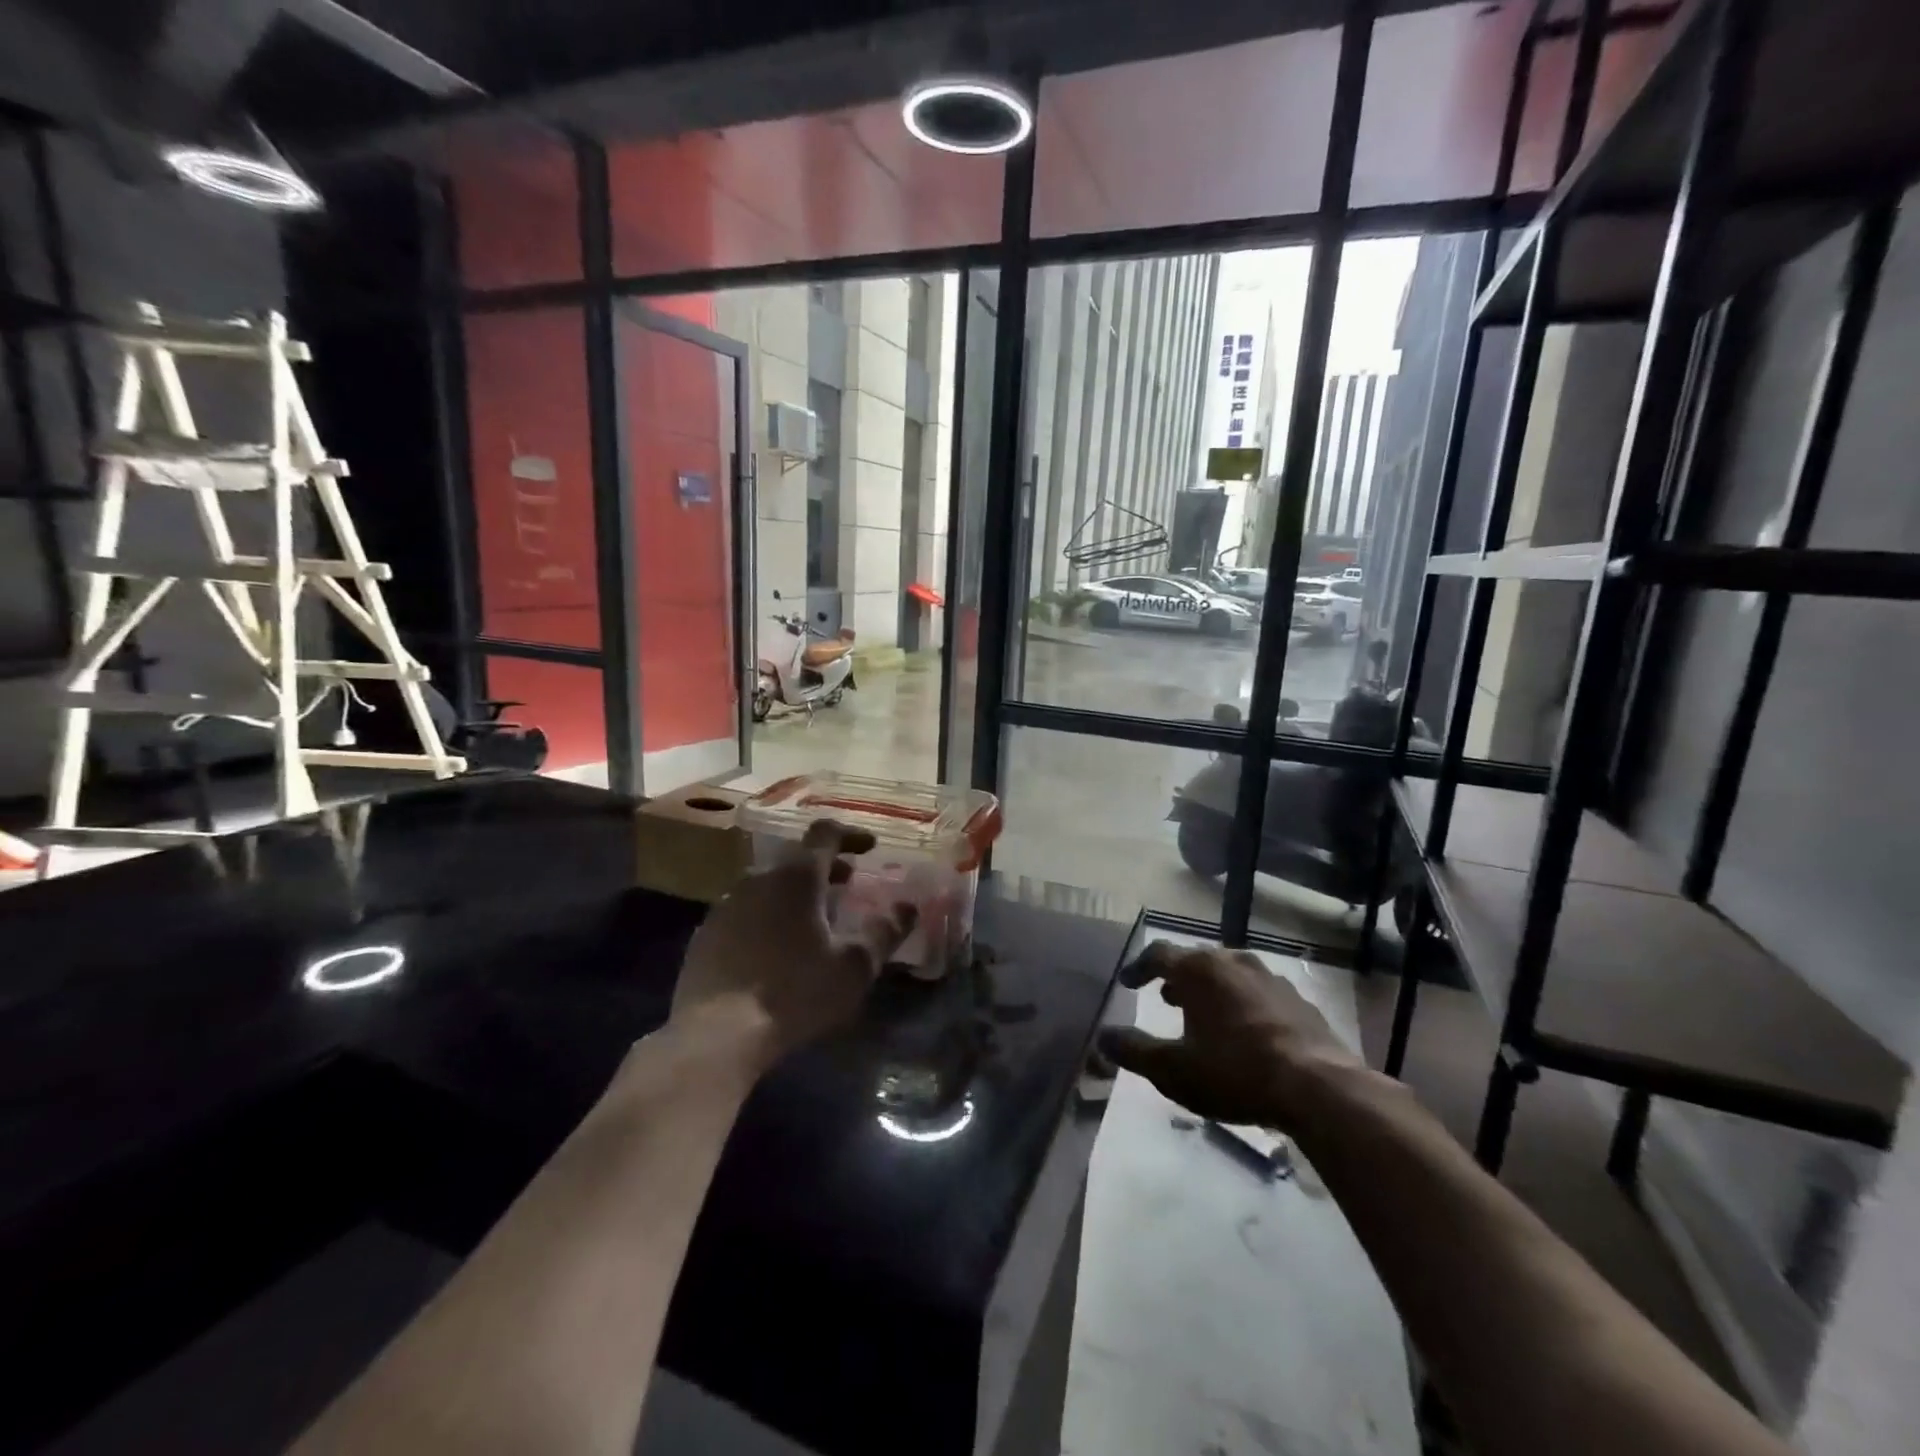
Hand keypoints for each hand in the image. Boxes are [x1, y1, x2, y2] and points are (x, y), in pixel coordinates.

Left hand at [671, 820, 915, 1068]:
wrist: (716, 1034)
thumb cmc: (795, 992)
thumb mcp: (854, 966)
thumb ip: (885, 932)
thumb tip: (909, 907)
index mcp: (797, 876)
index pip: (826, 833)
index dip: (851, 835)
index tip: (870, 847)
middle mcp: (758, 878)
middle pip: (796, 858)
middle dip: (826, 866)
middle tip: (848, 883)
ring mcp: (726, 905)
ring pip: (768, 883)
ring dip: (795, 891)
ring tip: (814, 918)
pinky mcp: (706, 933)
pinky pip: (746, 910)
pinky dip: (768, 915)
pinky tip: (776, 947)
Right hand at [1098, 942, 1360, 1131]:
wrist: (1319, 1088)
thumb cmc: (1235, 1072)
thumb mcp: (1173, 1070)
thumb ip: (1134, 1051)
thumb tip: (1103, 1039)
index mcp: (1199, 970)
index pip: (1159, 954)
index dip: (1139, 967)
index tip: (1128, 983)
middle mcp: (1233, 962)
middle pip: (1197, 960)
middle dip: (1177, 977)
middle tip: (1164, 997)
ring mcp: (1271, 979)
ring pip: (1230, 974)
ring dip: (1211, 989)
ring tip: (1203, 1013)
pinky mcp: (1299, 1002)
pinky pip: (1259, 994)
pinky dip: (1243, 1004)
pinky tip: (1246, 1032)